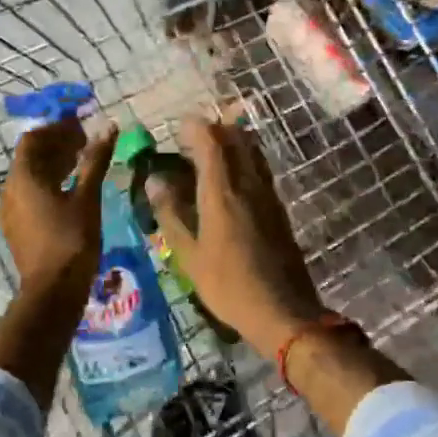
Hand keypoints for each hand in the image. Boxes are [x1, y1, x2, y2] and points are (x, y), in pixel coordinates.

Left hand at [0, 115, 116, 296]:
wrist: (52, 290)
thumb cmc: (72, 240)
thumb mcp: (87, 197)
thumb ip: (95, 160)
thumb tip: (108, 127)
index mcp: (24, 178)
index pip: (33, 139)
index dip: (57, 129)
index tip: (82, 128)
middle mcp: (10, 189)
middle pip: (31, 156)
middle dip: (57, 145)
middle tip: (86, 143)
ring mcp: (11, 210)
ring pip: (30, 176)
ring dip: (54, 164)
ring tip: (82, 162)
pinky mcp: (17, 226)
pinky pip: (30, 193)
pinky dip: (49, 183)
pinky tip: (71, 190)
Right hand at [145, 117, 327, 356]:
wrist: (282, 310)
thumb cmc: (228, 286)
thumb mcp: (188, 255)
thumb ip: (170, 214)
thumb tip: (155, 180)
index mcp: (222, 193)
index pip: (211, 143)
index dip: (196, 128)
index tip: (180, 125)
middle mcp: (248, 184)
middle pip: (235, 139)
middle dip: (215, 129)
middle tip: (193, 135)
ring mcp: (268, 195)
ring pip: (252, 152)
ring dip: (233, 140)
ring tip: (213, 147)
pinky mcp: (278, 208)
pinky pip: (260, 169)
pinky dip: (245, 159)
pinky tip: (234, 175)